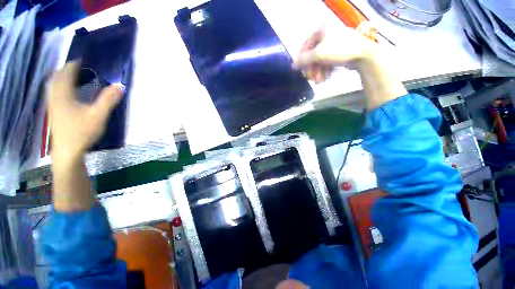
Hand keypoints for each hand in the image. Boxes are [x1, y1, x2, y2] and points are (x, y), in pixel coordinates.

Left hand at [47, 61, 123, 162]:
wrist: (67, 151)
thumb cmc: (81, 132)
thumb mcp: (98, 116)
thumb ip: (108, 100)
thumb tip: (120, 86)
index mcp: (63, 94)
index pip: (66, 72)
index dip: (74, 64)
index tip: (83, 58)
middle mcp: (55, 96)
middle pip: (57, 76)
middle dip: (67, 69)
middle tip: (80, 66)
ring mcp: (53, 104)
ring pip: (54, 84)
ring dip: (62, 77)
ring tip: (74, 75)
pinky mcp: (54, 111)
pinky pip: (54, 92)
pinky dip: (60, 86)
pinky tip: (68, 91)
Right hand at [294, 26, 378, 82]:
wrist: (363, 54)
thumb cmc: (339, 50)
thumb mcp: (318, 54)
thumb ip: (304, 60)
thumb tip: (293, 65)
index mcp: (321, 30)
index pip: (305, 45)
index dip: (301, 59)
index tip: (299, 71)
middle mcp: (327, 35)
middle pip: (313, 55)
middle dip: (312, 69)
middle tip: (311, 79)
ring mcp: (334, 44)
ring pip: (321, 60)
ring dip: (318, 73)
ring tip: (320, 82)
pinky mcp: (340, 52)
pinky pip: (328, 62)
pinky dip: (326, 71)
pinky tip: (326, 79)